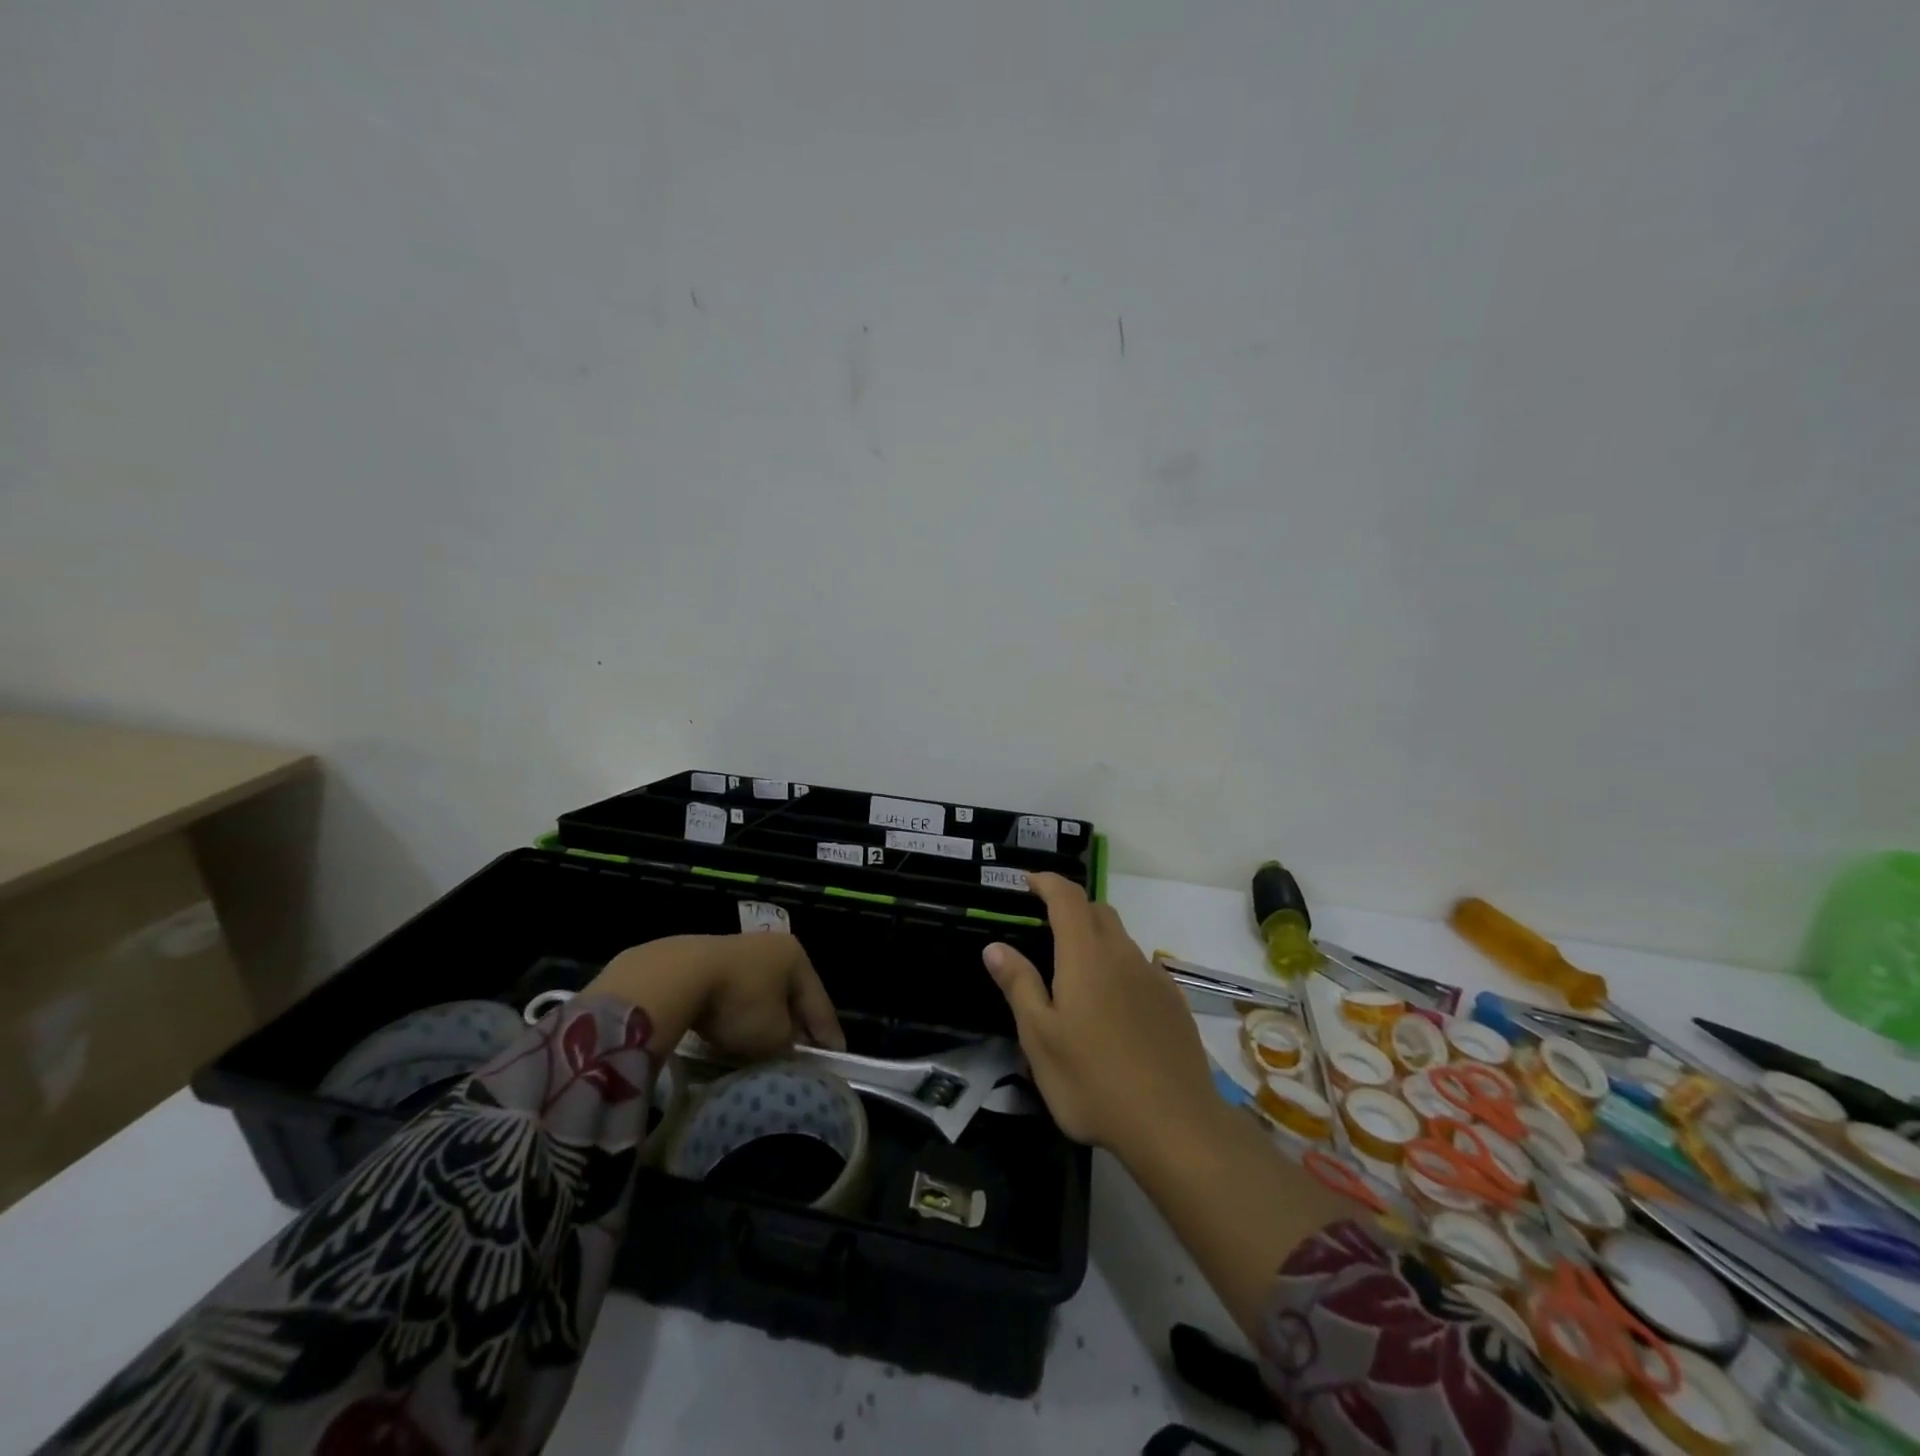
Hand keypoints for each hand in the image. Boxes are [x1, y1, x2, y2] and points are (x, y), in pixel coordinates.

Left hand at [585, 933, 845, 1061]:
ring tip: (767, 1050)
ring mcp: (739, 950)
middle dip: (796, 1026)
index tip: (837, 1059)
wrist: (676, 976)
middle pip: (792, 996)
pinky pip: (735, 995)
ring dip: (766, 1021)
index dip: (828, 1035)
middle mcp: (773, 947)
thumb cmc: (739, 1002)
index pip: (820, 1003)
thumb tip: (786, 1048)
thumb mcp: (773, 1035)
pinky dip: (740, 1015)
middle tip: (804, 1057)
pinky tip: (734, 1034)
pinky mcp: (708, 961)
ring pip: (763, 995)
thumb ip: (788, 1045)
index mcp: (797, 958)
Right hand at [983, 874, 1215, 1160]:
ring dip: (1096, 938)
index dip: (1047, 882)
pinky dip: (1120, 967)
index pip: (1067, 897)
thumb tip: (995, 946)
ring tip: (1076, 972)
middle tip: (1046, 926)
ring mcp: (1154, 978)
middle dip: (1071, 907)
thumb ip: (1019, 985)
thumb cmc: (1093, 1080)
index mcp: (1086, 955)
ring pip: (1122, 939)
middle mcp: (1123, 954)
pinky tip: (1113, 1005)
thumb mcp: (1040, 1037)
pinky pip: (1142, 968)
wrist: (1175, 1125)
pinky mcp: (1174, 1003)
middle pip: (1098, 911)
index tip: (1028, 882)